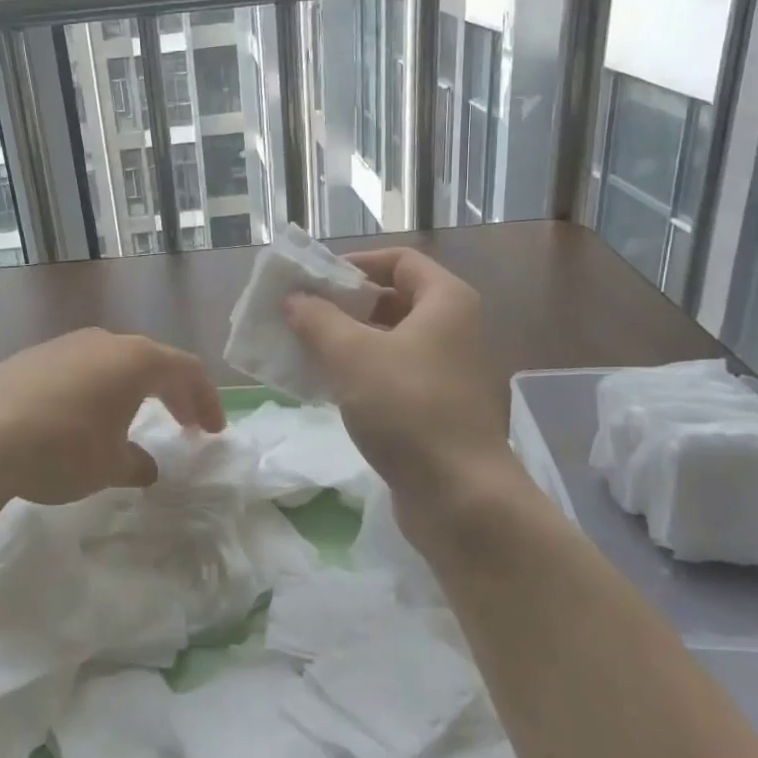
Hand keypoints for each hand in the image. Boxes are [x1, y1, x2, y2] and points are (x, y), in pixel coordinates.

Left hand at [0, 328, 225, 510]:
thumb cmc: (63, 448)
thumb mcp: (109, 466)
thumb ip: (135, 463)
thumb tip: (144, 467)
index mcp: (136, 360)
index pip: (186, 370)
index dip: (206, 399)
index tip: (213, 431)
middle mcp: (103, 341)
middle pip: (151, 360)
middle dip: (172, 392)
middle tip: (185, 423)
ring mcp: (64, 345)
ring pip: (112, 362)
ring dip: (131, 389)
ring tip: (132, 420)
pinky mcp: (31, 358)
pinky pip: (79, 369)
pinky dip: (96, 390)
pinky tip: (81, 419)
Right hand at [285, 249, 518, 543]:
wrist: (461, 497)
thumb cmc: (408, 409)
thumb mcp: (352, 356)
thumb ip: (318, 320)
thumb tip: (296, 300)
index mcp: (447, 302)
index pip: (400, 260)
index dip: (356, 263)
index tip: (316, 280)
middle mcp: (456, 330)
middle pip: (396, 299)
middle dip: (347, 305)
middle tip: (304, 316)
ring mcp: (452, 372)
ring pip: (394, 341)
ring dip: (350, 342)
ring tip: (307, 351)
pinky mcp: (443, 409)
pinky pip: (398, 376)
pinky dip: (365, 374)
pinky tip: (331, 389)